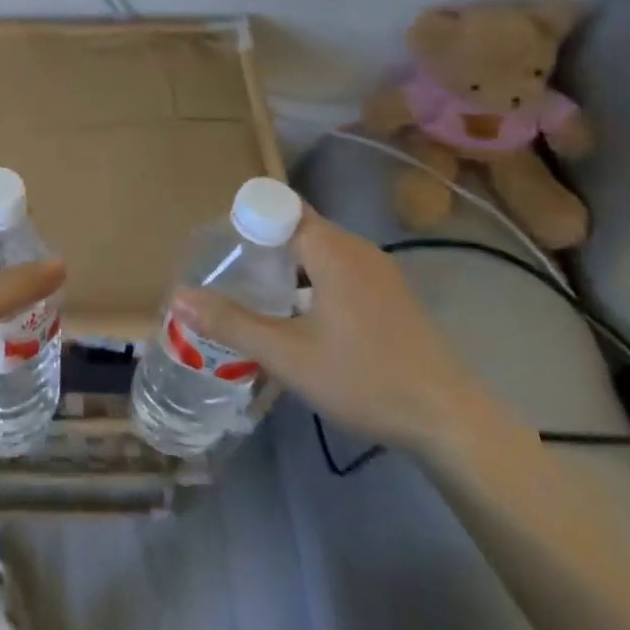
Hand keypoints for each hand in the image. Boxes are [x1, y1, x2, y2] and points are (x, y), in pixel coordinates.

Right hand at [173, 206, 488, 453]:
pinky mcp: (391, 295)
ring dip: (285, 261)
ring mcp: (379, 271)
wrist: (452, 422)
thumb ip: (230, 323)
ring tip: (255, 293)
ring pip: (318, 248)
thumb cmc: (365, 378)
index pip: (276, 207)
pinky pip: (338, 267)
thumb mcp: (287, 355)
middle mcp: (356, 248)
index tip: (219, 248)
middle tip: (228, 272)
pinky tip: (300, 315)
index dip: (243, 219)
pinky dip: (310, 277)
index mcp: (331, 248)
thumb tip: (178, 296)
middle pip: (296, 224)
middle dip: (259, 241)